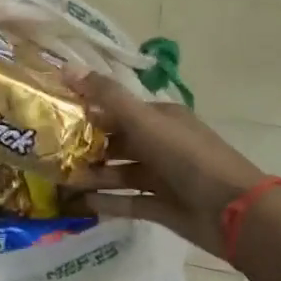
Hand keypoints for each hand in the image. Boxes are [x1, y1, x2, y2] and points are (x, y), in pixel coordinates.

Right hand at [66, 72, 268, 260]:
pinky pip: (127, 202)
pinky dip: (107, 202)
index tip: (52, 116)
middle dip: (85, 147)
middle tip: (47, 153)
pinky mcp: (162, 206)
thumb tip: (67, 67)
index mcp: (161, 118)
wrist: (233, 212)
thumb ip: (107, 97)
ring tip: (57, 180)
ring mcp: (163, 177)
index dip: (88, 111)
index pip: (118, 110)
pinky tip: (79, 204)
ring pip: (120, 173)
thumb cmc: (189, 158)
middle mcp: (161, 144)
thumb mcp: (146, 122)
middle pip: (117, 142)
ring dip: (92, 175)